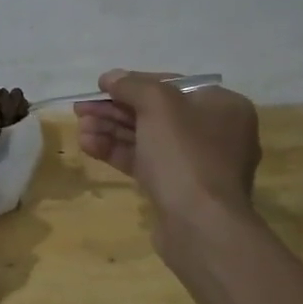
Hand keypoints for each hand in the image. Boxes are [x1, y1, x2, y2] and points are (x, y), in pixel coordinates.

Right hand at [74, 69, 260, 227]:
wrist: (200, 226)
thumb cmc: (185, 154)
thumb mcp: (158, 106)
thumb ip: (132, 85)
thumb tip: (111, 77)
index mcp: (222, 106)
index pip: (171, 85)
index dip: (133, 82)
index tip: (101, 86)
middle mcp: (214, 132)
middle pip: (155, 112)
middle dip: (115, 110)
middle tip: (81, 109)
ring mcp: (196, 164)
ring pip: (146, 138)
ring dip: (110, 130)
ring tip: (80, 128)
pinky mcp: (178, 189)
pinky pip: (145, 162)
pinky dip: (117, 152)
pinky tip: (88, 146)